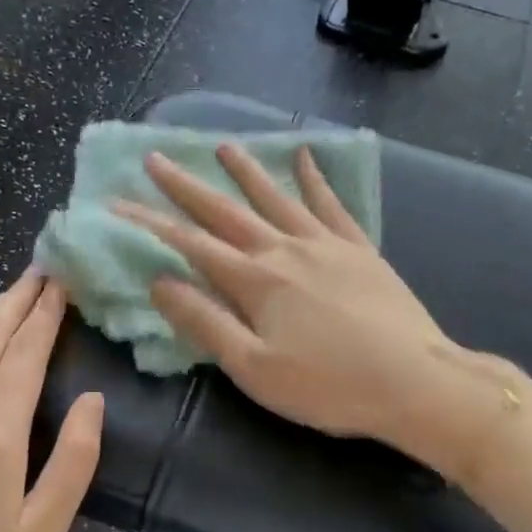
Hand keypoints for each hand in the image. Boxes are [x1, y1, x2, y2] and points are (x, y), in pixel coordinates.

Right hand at [115, 144, 456, 456]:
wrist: (415, 381)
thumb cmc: (328, 385)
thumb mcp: (254, 367)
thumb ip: (205, 322)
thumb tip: (161, 282)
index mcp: (255, 281)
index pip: (190, 244)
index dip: (150, 223)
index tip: (117, 203)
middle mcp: (286, 250)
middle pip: (227, 212)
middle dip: (187, 187)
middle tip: (157, 159)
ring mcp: (326, 245)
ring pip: (277, 198)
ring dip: (247, 172)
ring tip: (223, 145)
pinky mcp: (360, 251)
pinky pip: (332, 206)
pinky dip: (316, 181)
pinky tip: (307, 158)